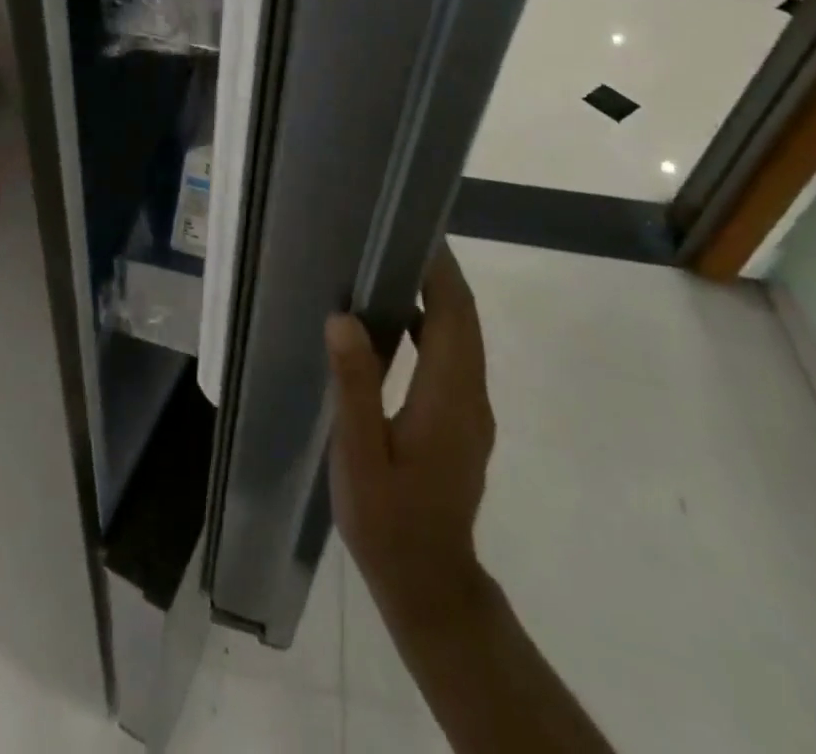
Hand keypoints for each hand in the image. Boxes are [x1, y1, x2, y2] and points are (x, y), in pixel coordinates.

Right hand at [326, 241, 493, 622]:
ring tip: (391, 269)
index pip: (455, 314)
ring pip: (463, 337)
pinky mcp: (463, 422)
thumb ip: (354, 385)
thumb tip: (344, 318)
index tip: (414, 231)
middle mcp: (471, 395)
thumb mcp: (359, 455)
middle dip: (439, 274)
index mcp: (449, 396)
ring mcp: (471, 410)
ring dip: (437, 299)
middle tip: (396, 238)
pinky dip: (434, 327)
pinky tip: (396, 325)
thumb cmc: (388, 520)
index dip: (441, 270)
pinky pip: (454, 357)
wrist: (430, 585)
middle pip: (464, 319)